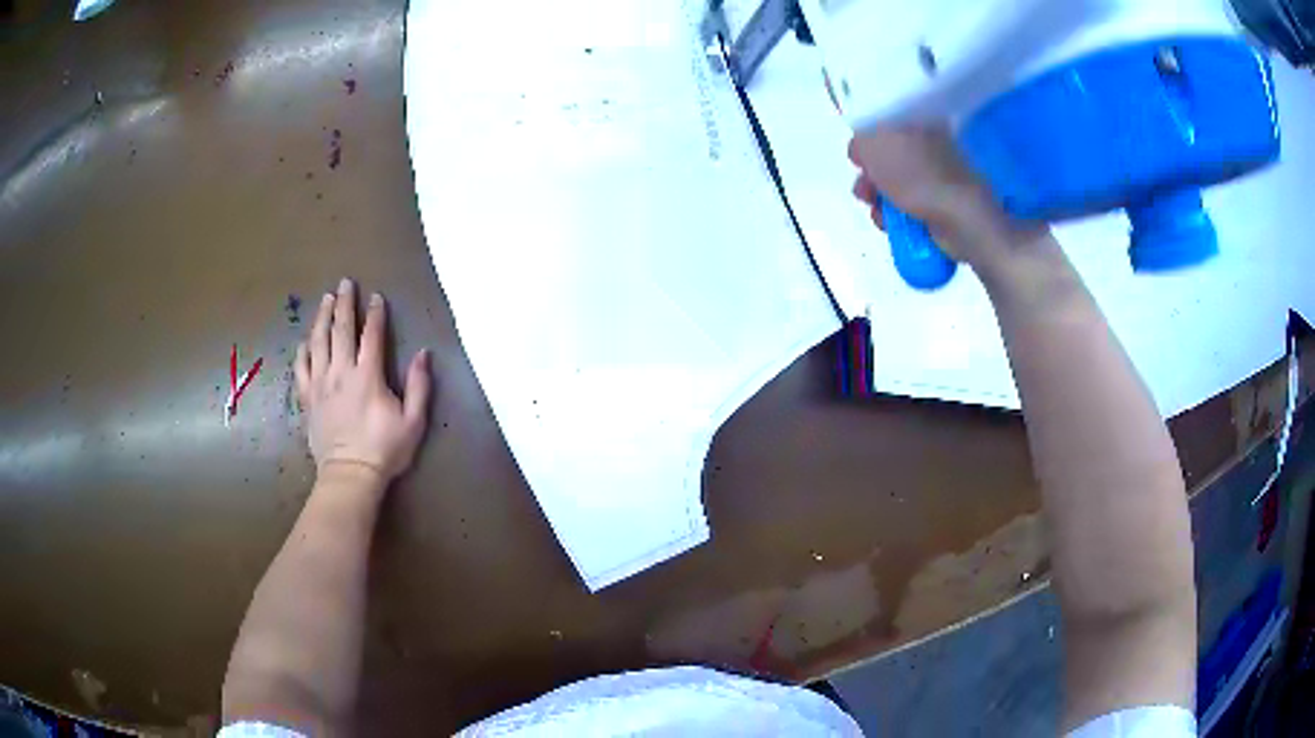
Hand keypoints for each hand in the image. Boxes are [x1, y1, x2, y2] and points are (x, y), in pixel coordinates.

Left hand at [295, 278, 431, 487]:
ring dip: (321, 317)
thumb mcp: (413, 421)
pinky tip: (305, 340)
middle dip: (343, 303)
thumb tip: (424, 354)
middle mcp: (341, 372)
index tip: (376, 297)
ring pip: (318, 342)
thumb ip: (419, 386)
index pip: (371, 335)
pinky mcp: (308, 398)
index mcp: (368, 376)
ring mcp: (320, 384)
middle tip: (345, 283)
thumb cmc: (384, 449)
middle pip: (340, 329)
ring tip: (325, 299)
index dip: (375, 313)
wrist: (350, 475)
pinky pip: (301, 368)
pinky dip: (303, 350)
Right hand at [848, 127, 1050, 278]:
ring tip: (878, 214)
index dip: (867, 141)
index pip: (885, 124)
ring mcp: (939, 177)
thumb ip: (860, 140)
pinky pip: (909, 207)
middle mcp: (931, 145)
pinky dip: (896, 218)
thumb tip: (860, 150)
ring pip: (896, 185)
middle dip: (870, 176)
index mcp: (921, 123)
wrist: (961, 220)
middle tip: (864, 191)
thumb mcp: (875, 145)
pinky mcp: (943, 204)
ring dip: (879, 201)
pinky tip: (891, 226)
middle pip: (888, 157)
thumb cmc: (917, 175)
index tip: (859, 159)